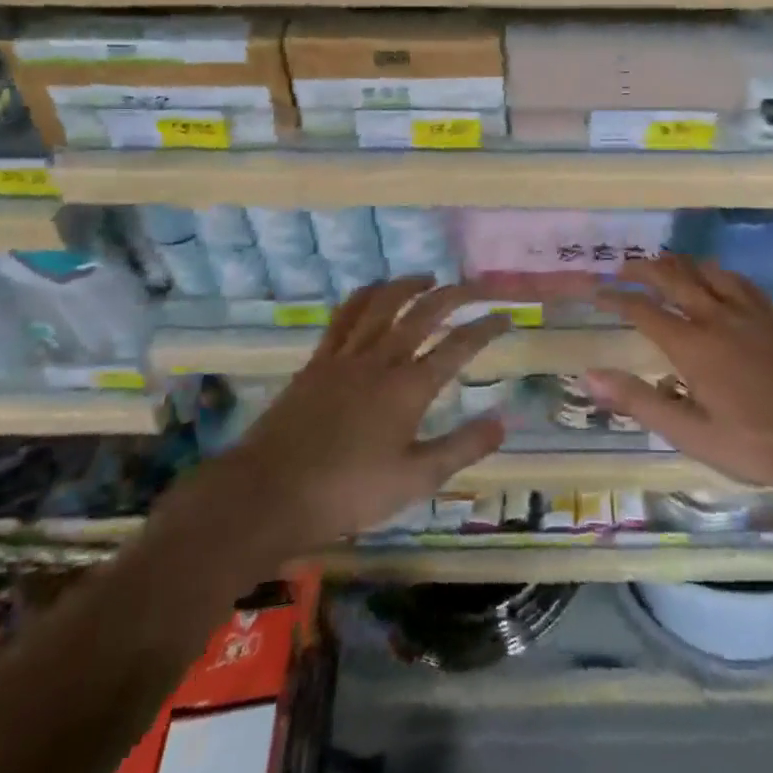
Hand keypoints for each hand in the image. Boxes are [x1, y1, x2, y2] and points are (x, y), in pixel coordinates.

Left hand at [184, 278, 509, 573]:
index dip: (486, 328)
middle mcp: (382, 360)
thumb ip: (461, 448)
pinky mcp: (318, 361)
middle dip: (455, 295)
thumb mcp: (414, 480)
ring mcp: (346, 356)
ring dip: (409, 285)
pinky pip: (345, 316)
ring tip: (428, 278)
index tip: (506, 316)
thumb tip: (503, 421)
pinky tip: (372, 292)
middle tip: (476, 287)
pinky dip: (364, 296)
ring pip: (384, 304)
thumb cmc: (346, 493)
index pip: (458, 346)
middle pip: (425, 313)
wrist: (266, 494)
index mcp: (410, 388)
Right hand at [588, 256, 772, 497]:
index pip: (642, 310)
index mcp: (692, 345)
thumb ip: (640, 402)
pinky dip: (715, 271)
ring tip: (663, 266)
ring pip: (705, 269)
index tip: (596, 291)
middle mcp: (716, 316)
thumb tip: (591, 376)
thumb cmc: (756, 443)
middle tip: (623, 267)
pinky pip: (737, 279)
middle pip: (672, 277)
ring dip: (678, 263)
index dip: (614, 297)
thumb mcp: (692, 434)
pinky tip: (715, 277)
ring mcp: (748, 311)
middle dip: (642, 269)